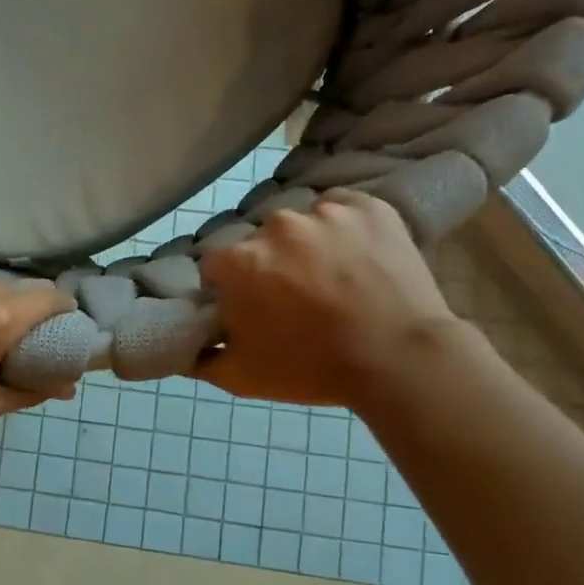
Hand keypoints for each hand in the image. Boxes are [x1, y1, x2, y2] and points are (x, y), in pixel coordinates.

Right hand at [197, 190, 464, 408]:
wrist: (400, 360)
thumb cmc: (312, 368)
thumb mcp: (241, 377)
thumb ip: (199, 357)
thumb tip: (183, 343)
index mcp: (237, 261)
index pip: (217, 266)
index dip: (230, 289)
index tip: (251, 310)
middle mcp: (274, 226)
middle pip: (259, 243)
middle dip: (269, 266)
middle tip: (295, 300)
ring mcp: (324, 212)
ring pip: (302, 224)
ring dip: (308, 246)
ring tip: (334, 280)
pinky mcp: (368, 207)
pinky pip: (343, 208)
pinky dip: (345, 228)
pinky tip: (358, 257)